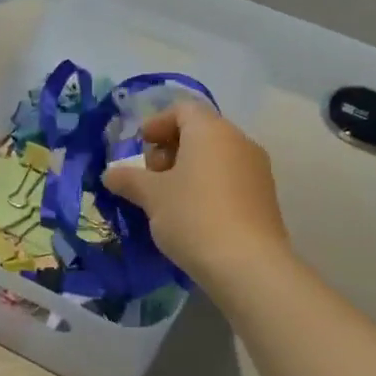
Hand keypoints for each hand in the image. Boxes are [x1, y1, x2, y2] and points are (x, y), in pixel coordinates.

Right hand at [100, 101, 289, 284]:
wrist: (248, 265)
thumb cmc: (193, 216)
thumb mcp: (151, 196)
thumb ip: (128, 179)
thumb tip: (110, 174)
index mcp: (211, 131)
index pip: (183, 109)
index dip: (157, 123)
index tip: (139, 145)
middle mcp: (239, 142)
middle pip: (200, 132)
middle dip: (170, 148)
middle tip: (149, 175)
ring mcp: (257, 170)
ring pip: (216, 157)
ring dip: (188, 169)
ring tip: (167, 198)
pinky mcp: (265, 198)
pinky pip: (230, 179)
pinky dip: (207, 186)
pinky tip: (191, 214)